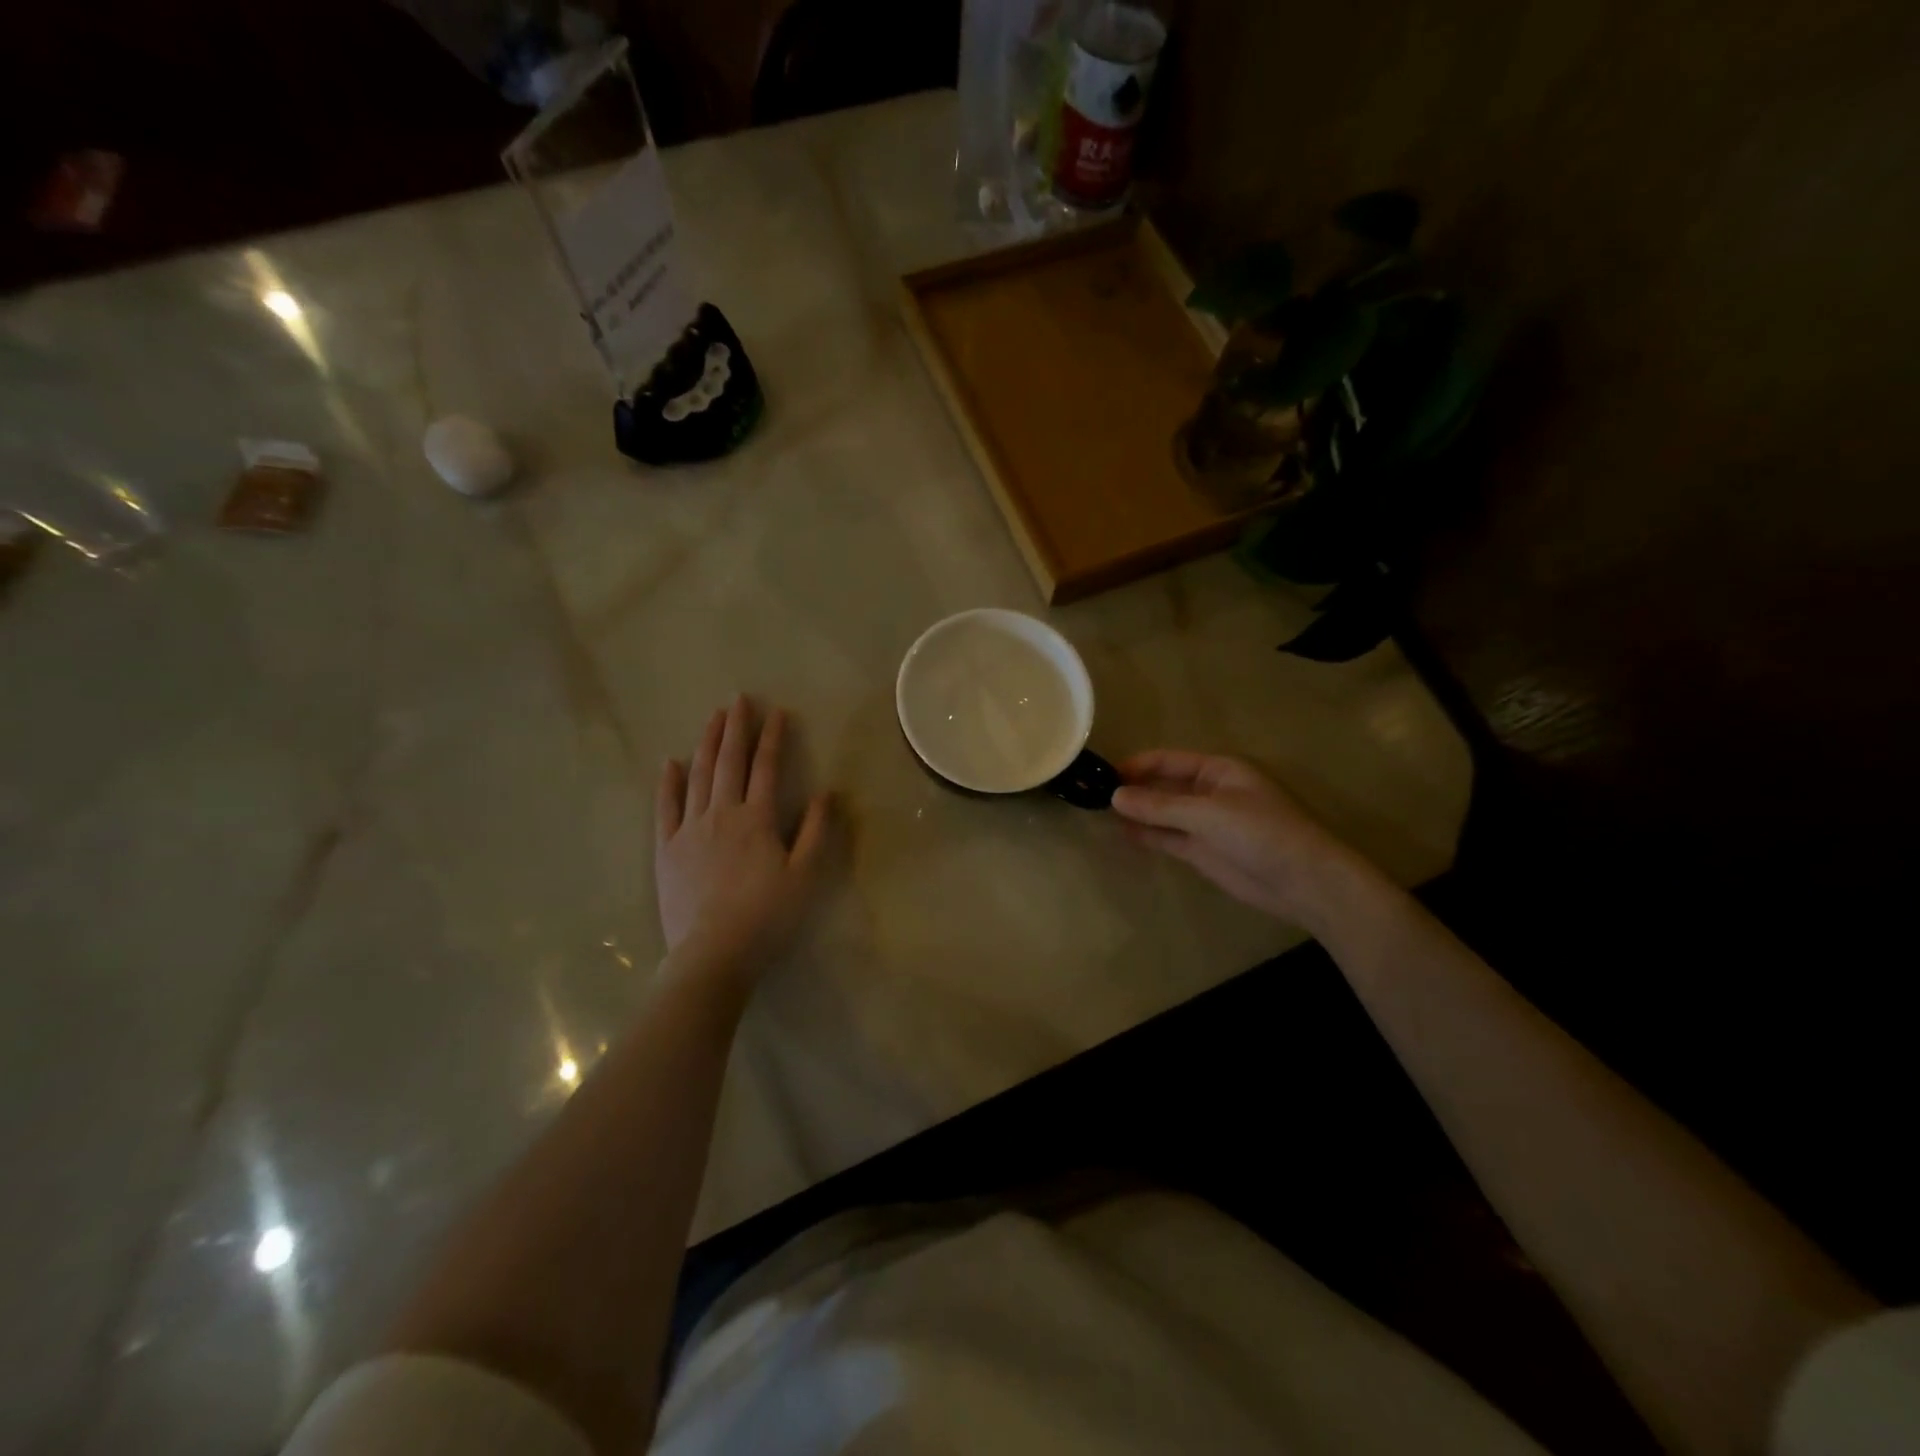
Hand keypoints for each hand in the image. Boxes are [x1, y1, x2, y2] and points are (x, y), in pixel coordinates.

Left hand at [655, 696, 830, 985]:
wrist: (713, 954)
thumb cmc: (767, 916)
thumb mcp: (805, 876)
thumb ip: (815, 831)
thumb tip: (825, 792)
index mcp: (756, 818)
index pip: (766, 767)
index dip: (772, 737)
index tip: (776, 711)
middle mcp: (721, 813)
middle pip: (729, 761)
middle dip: (736, 728)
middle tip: (739, 700)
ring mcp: (689, 829)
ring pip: (698, 776)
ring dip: (707, 744)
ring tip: (713, 718)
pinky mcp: (666, 849)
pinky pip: (665, 808)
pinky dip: (669, 783)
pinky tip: (671, 763)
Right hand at [1110, 749, 1370, 930]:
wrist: (1303, 881)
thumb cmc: (1261, 833)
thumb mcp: (1209, 813)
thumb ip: (1160, 806)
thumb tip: (1115, 797)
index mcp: (1218, 770)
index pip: (1169, 761)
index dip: (1138, 765)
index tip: (1105, 773)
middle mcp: (1209, 792)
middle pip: (1163, 786)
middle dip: (1134, 789)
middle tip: (1094, 794)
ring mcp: (1205, 823)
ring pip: (1163, 813)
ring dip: (1137, 813)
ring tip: (1099, 813)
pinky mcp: (1202, 851)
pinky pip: (1168, 837)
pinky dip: (1147, 835)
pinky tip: (1123, 833)